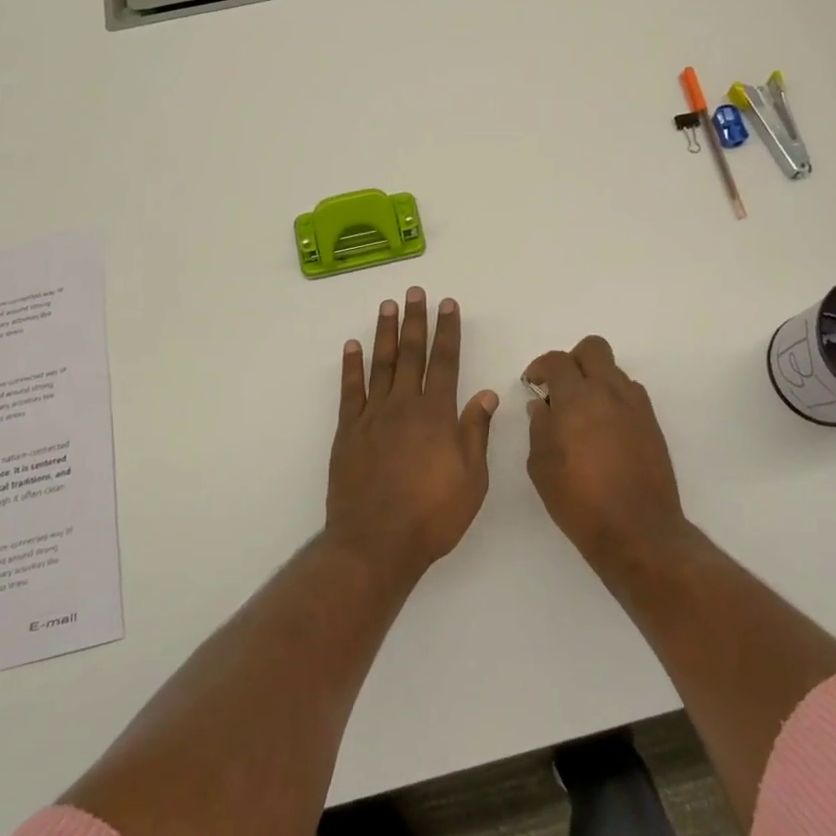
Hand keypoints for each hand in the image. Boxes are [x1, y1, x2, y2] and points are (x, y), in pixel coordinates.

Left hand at [326, 288, 498, 580]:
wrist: (376, 543)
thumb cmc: (432, 516)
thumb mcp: (471, 480)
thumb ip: (476, 432)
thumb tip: (486, 394)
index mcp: (437, 415)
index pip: (446, 362)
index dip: (448, 331)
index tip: (448, 305)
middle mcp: (404, 406)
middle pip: (411, 354)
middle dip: (415, 321)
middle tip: (415, 292)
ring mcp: (373, 416)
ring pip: (380, 364)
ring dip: (385, 333)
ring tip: (388, 305)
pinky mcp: (348, 431)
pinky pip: (350, 390)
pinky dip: (351, 366)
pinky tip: (353, 346)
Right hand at [524, 336, 689, 573]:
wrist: (638, 531)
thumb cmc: (579, 500)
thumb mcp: (541, 466)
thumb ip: (539, 427)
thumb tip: (542, 406)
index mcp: (577, 398)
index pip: (557, 361)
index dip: (540, 366)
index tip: (533, 383)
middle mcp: (609, 392)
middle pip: (593, 349)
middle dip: (573, 360)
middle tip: (561, 388)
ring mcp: (636, 406)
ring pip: (614, 372)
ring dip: (596, 382)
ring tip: (583, 415)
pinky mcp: (652, 424)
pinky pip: (630, 395)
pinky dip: (614, 401)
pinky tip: (605, 432)